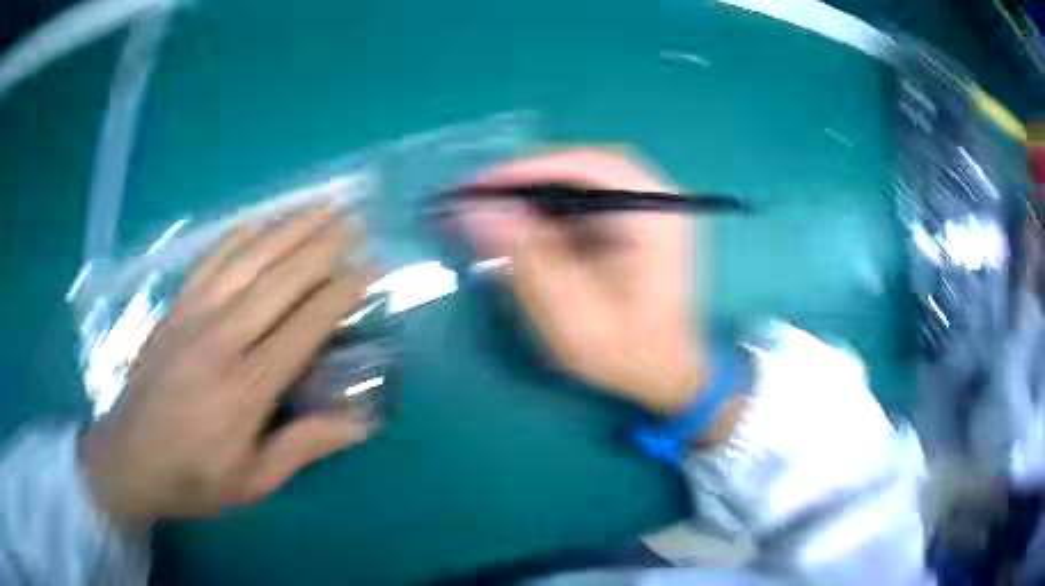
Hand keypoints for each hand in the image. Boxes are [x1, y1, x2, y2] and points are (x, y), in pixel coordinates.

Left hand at [80, 206, 372, 524]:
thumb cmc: (194, 478)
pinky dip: (239, 236)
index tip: (370, 268)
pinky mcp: (174, 309)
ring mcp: (192, 317)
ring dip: (287, 228)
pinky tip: (260, 221)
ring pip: (247, 259)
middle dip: (322, 245)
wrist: (128, 459)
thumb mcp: (254, 481)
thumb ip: (304, 447)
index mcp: (245, 389)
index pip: (304, 327)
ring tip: (320, 205)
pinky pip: (209, 261)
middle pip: (279, 281)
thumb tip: (363, 422)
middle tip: (355, 219)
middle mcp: (220, 340)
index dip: (340, 293)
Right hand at [455, 149, 704, 413]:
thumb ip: (526, 254)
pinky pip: (591, 196)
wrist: (664, 372)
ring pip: (585, 177)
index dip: (527, 169)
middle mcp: (659, 199)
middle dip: (530, 176)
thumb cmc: (624, 351)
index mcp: (655, 216)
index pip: (587, 166)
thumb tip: (475, 209)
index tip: (479, 185)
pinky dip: (555, 205)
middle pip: (585, 164)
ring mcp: (651, 207)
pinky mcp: (638, 220)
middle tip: (483, 193)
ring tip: (496, 207)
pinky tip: (529, 225)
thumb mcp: (570, 310)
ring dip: (540, 189)